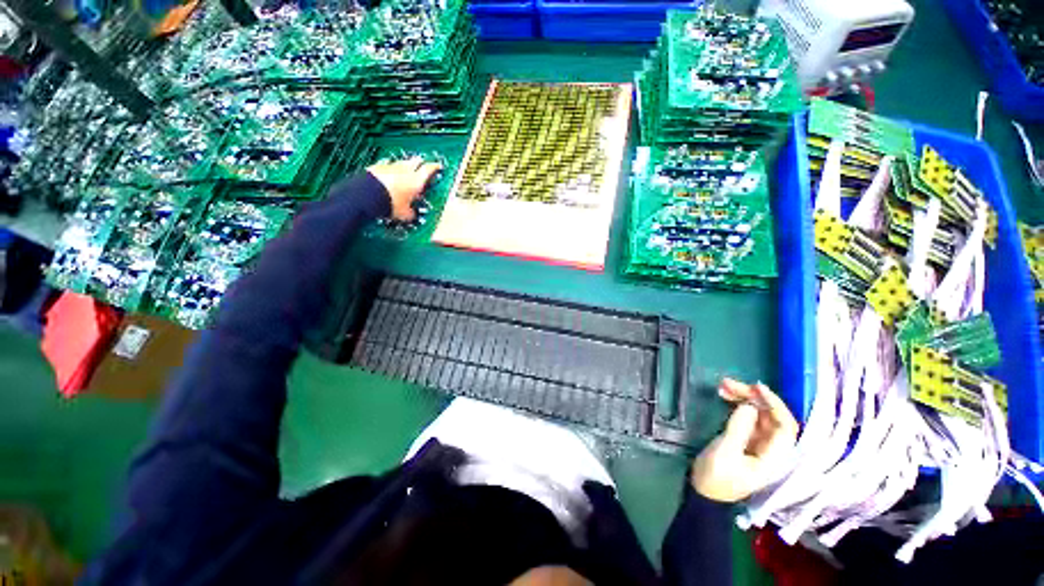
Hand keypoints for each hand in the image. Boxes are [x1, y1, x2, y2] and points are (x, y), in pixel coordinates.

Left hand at [367, 158, 442, 221]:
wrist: (366, 196)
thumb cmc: (389, 204)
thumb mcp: (405, 214)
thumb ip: (411, 212)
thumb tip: (412, 215)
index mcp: (416, 181)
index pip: (429, 169)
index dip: (434, 167)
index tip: (437, 166)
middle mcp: (405, 171)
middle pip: (415, 161)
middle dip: (420, 162)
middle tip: (422, 164)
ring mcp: (389, 167)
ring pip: (401, 162)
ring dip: (404, 164)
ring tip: (405, 168)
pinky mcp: (376, 167)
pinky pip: (386, 165)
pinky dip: (389, 168)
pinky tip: (388, 172)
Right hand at [691, 379, 798, 502]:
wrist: (703, 492)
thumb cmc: (716, 476)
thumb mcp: (725, 452)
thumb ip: (739, 429)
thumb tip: (748, 406)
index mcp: (774, 456)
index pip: (785, 426)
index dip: (775, 404)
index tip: (756, 387)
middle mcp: (771, 448)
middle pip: (770, 416)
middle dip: (753, 397)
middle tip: (728, 384)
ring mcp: (758, 442)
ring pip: (758, 414)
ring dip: (743, 398)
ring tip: (722, 386)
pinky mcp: (745, 439)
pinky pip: (746, 416)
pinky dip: (737, 404)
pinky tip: (724, 396)